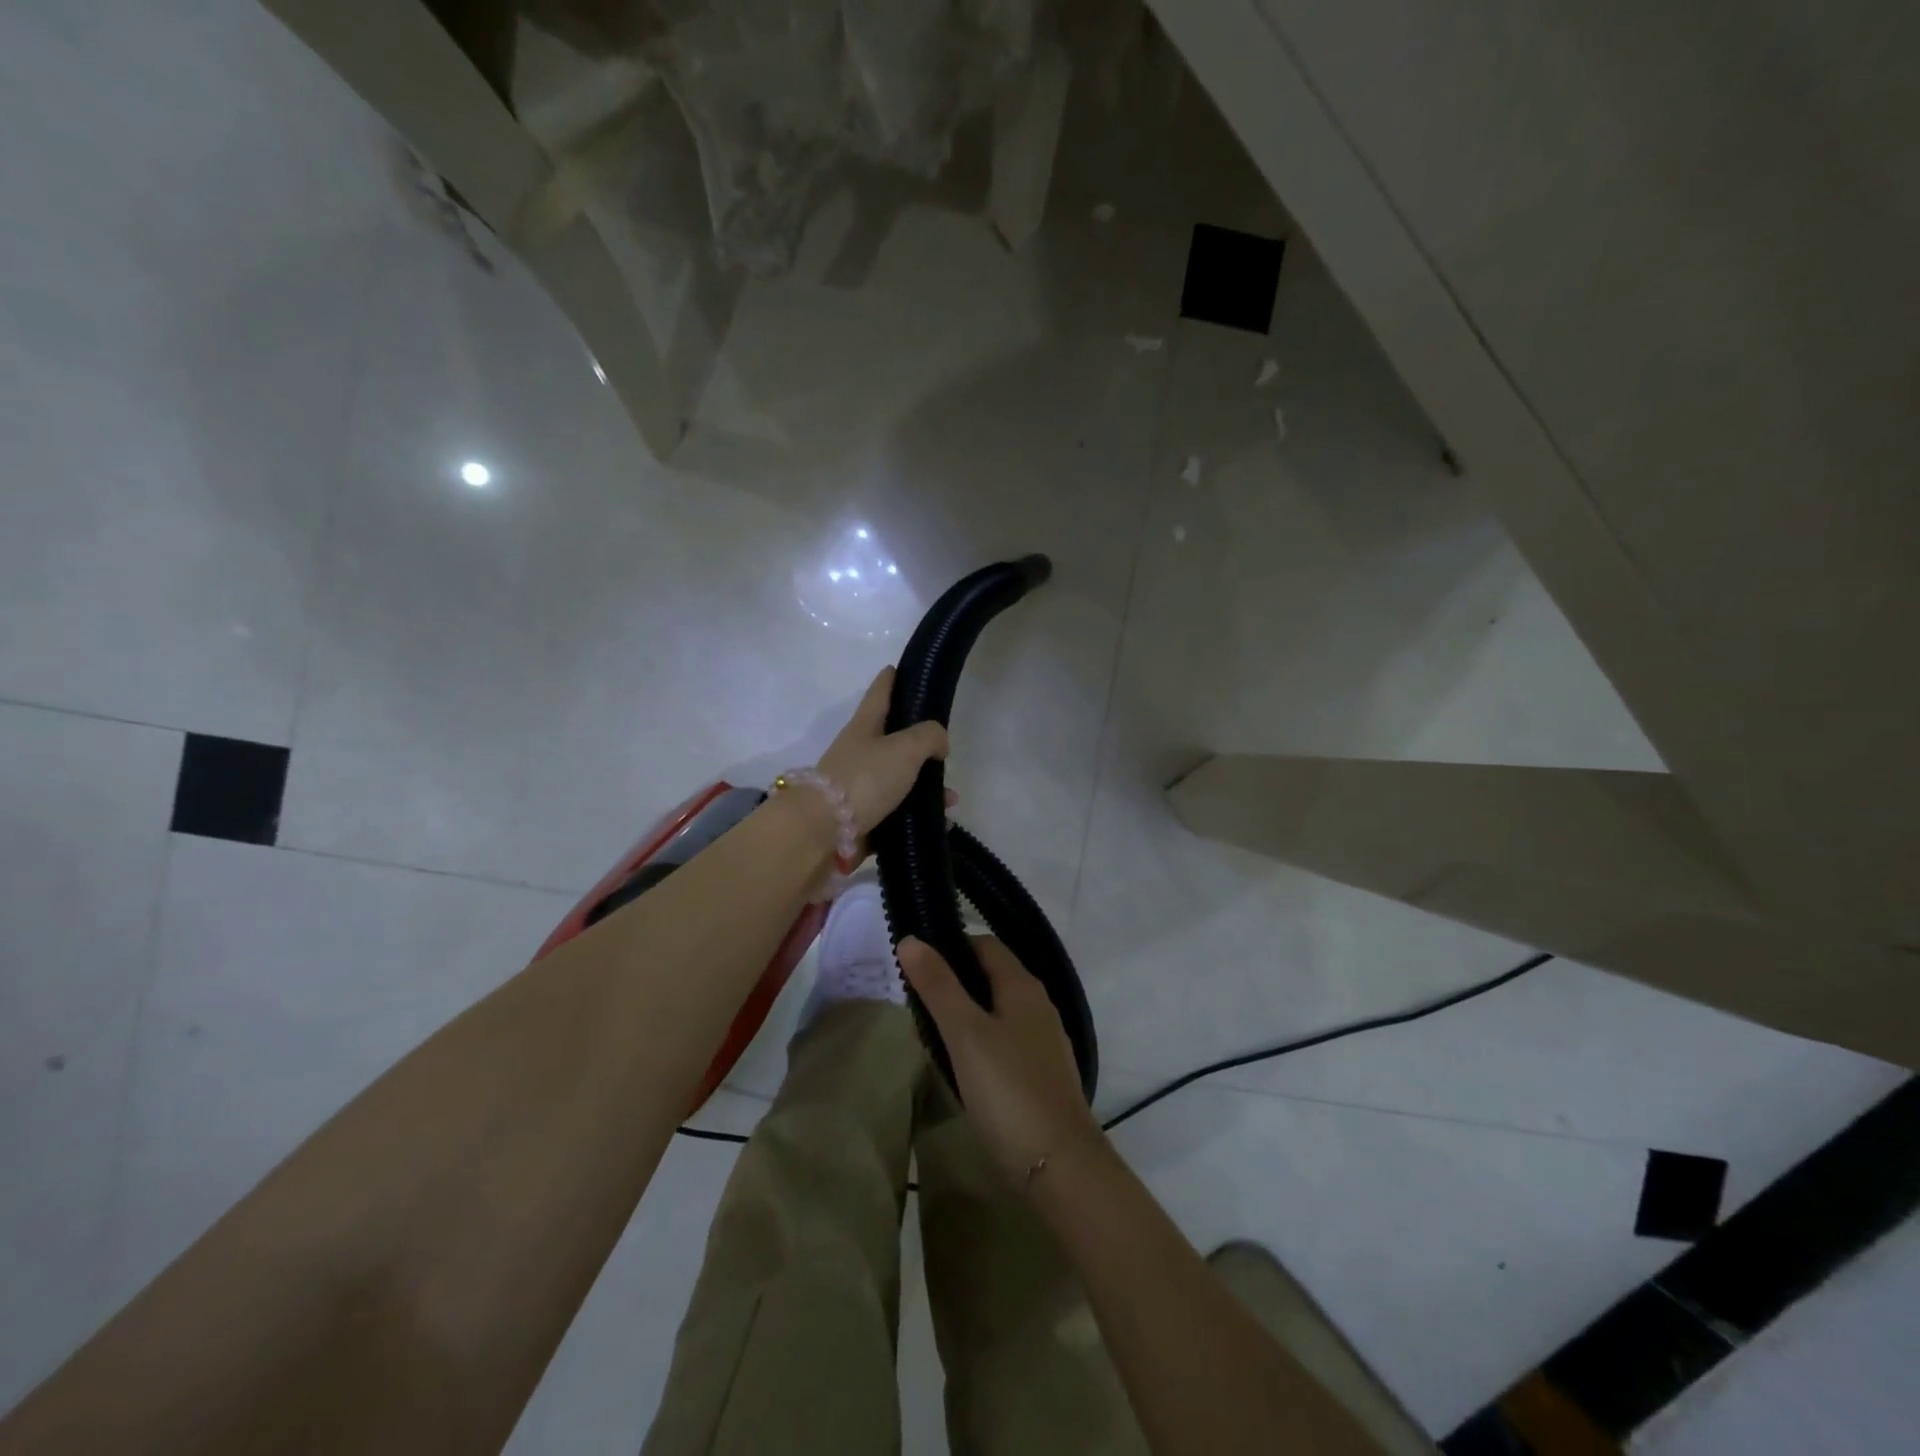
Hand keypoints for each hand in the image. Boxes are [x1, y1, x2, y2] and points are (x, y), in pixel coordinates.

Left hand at [816, 668, 950, 841]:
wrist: (823, 832)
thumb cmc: (864, 779)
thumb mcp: (905, 748)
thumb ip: (929, 737)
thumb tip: (939, 744)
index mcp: (864, 727)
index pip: (879, 694)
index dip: (890, 680)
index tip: (898, 668)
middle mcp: (859, 753)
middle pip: (892, 741)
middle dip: (919, 745)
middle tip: (944, 750)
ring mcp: (858, 788)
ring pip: (898, 781)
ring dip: (925, 788)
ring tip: (950, 799)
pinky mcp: (861, 820)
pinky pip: (896, 814)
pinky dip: (917, 817)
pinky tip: (939, 823)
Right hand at [897, 935, 1103, 1188]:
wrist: (1060, 1164)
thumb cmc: (1008, 1089)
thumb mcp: (965, 1033)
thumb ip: (938, 986)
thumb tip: (910, 939)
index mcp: (1022, 986)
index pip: (985, 945)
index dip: (951, 946)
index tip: (916, 962)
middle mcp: (1038, 1005)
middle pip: (992, 976)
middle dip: (955, 980)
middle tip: (915, 999)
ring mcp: (1043, 1040)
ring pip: (998, 1010)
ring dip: (966, 1012)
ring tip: (930, 1030)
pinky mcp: (1042, 1073)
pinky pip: (1006, 1040)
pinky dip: (981, 1040)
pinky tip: (961, 1063)